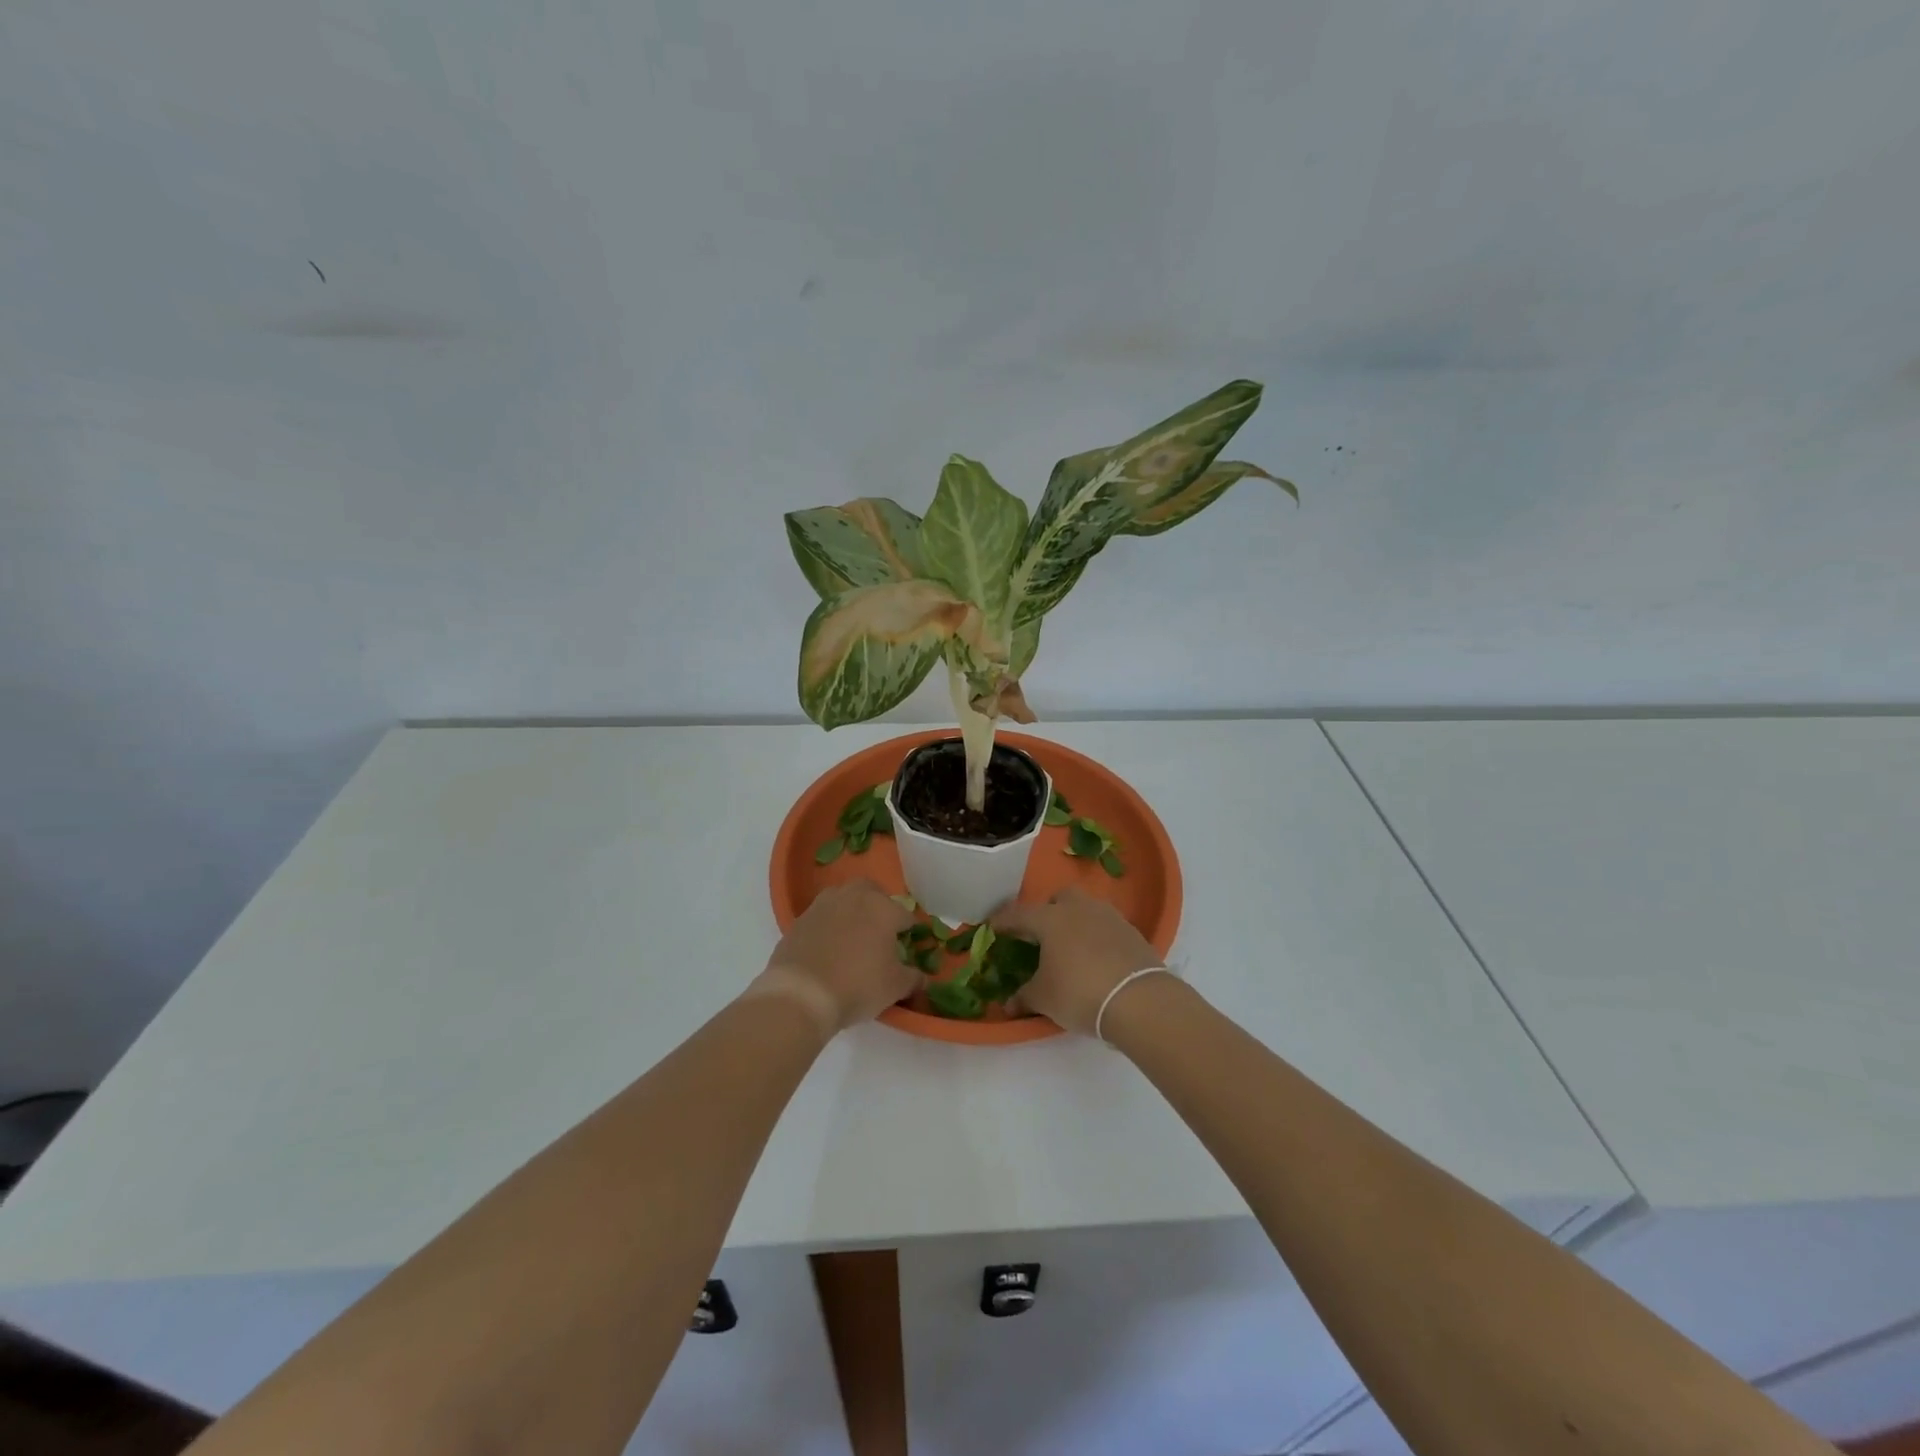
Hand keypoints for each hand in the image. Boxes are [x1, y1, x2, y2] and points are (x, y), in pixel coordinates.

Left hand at [753, 880, 918, 1037]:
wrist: (801, 994)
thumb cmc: (857, 985)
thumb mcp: (895, 987)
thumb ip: (914, 978)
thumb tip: (921, 977)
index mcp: (883, 908)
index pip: (905, 915)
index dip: (909, 932)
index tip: (907, 948)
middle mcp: (854, 897)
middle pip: (872, 892)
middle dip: (879, 907)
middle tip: (880, 933)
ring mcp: (824, 905)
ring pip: (844, 898)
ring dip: (851, 911)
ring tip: (852, 938)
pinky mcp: (800, 919)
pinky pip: (822, 916)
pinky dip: (829, 926)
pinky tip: (828, 948)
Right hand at [990, 888, 1165, 1035]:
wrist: (1138, 999)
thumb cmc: (1079, 992)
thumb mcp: (1044, 998)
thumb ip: (1024, 996)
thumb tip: (1009, 1004)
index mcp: (1050, 919)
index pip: (1019, 914)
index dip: (1003, 922)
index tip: (992, 928)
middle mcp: (1078, 908)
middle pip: (1058, 899)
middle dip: (1048, 911)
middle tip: (1041, 935)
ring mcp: (1108, 916)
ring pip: (1085, 908)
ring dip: (1075, 921)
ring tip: (1071, 947)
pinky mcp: (1131, 931)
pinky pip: (1106, 926)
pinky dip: (1097, 936)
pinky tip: (1096, 958)